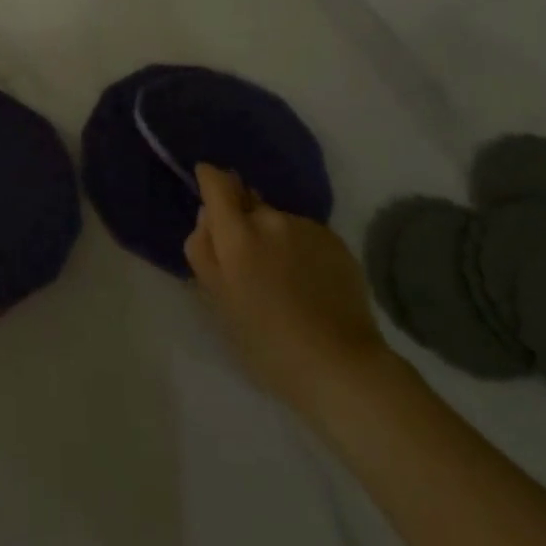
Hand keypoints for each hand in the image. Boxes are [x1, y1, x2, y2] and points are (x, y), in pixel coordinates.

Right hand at [186, 164, 393, 416]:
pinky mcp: (336, 241)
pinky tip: (309, 283)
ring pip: (278, 221)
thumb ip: (203, 248)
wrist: (341, 366)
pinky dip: (300, 249)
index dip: (210, 178)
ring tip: (284, 278)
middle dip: (243, 221)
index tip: (208, 185)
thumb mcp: (217, 299)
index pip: (217, 183)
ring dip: (274, 237)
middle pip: (248, 203)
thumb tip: (207, 215)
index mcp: (236, 234)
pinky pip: (305, 234)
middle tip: (249, 261)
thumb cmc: (266, 341)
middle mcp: (271, 219)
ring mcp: (306, 228)